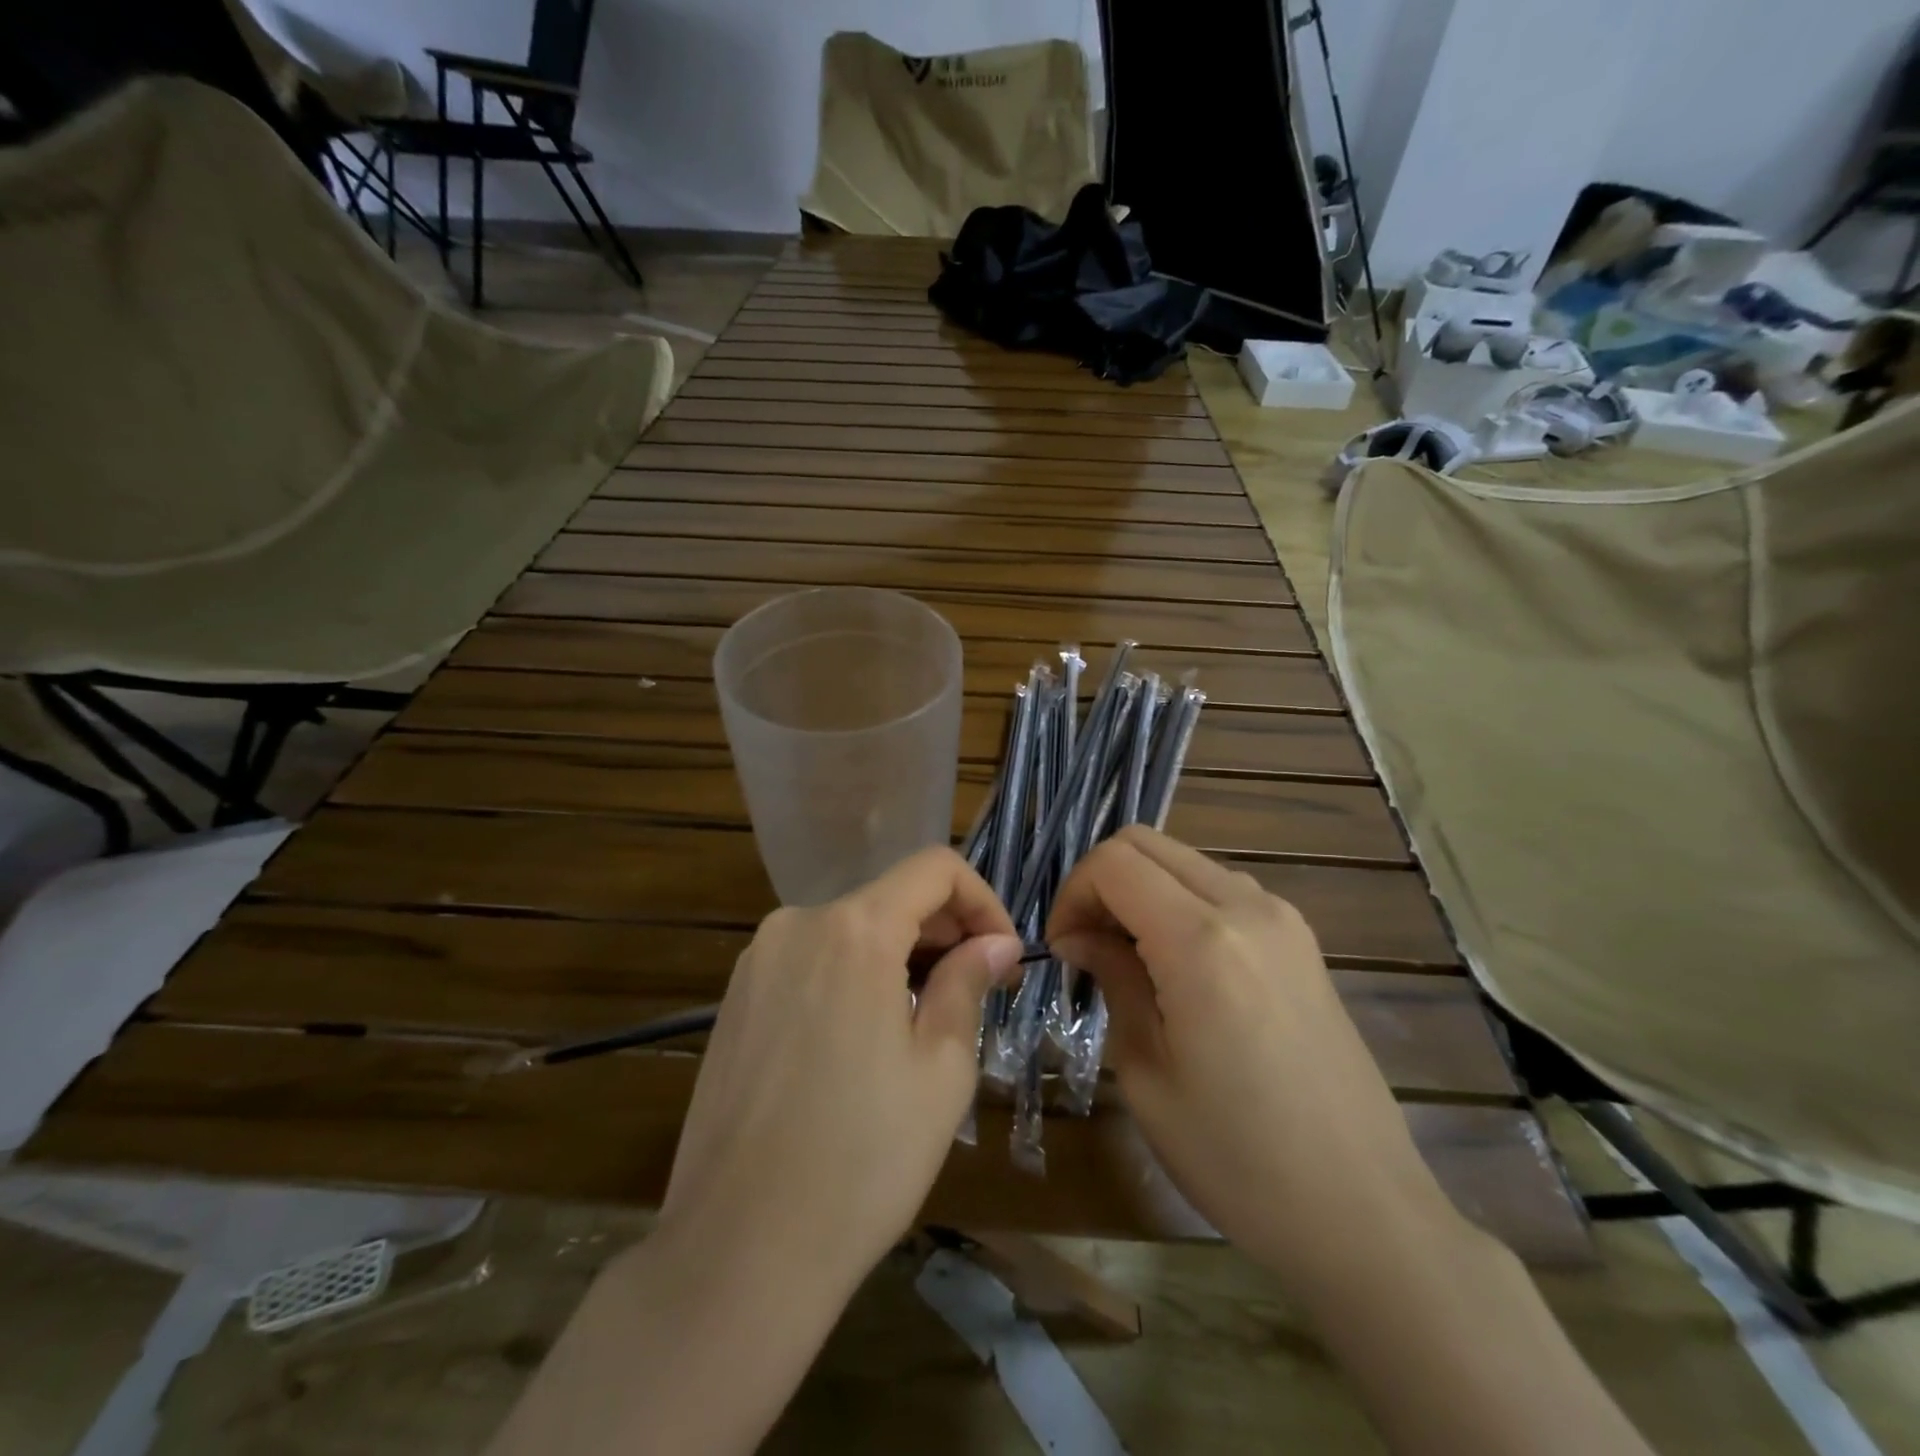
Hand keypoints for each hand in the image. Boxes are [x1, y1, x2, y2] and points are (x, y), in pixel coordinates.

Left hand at [658, 847, 1024, 1300]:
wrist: (738, 1250)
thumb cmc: (862, 1160)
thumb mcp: (941, 1069)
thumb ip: (968, 983)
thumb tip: (996, 944)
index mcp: (854, 929)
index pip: (934, 868)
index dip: (982, 901)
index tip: (1002, 958)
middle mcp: (798, 923)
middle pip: (891, 897)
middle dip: (945, 932)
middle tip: (978, 992)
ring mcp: (758, 960)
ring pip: (851, 929)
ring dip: (900, 956)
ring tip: (925, 1022)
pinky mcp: (735, 998)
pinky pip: (812, 960)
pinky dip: (854, 976)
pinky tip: (864, 1040)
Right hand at [1047, 827, 1460, 1294]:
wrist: (1362, 1213)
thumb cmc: (1236, 1157)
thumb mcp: (1146, 1070)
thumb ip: (1113, 978)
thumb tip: (1080, 936)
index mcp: (1201, 940)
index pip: (1113, 863)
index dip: (1072, 893)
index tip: (1063, 947)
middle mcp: (1246, 907)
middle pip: (1148, 843)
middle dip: (1102, 882)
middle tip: (1087, 944)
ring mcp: (1283, 918)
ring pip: (1185, 860)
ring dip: (1144, 889)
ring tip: (1129, 956)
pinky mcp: (1301, 940)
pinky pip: (1223, 889)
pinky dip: (1182, 903)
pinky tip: (1178, 964)